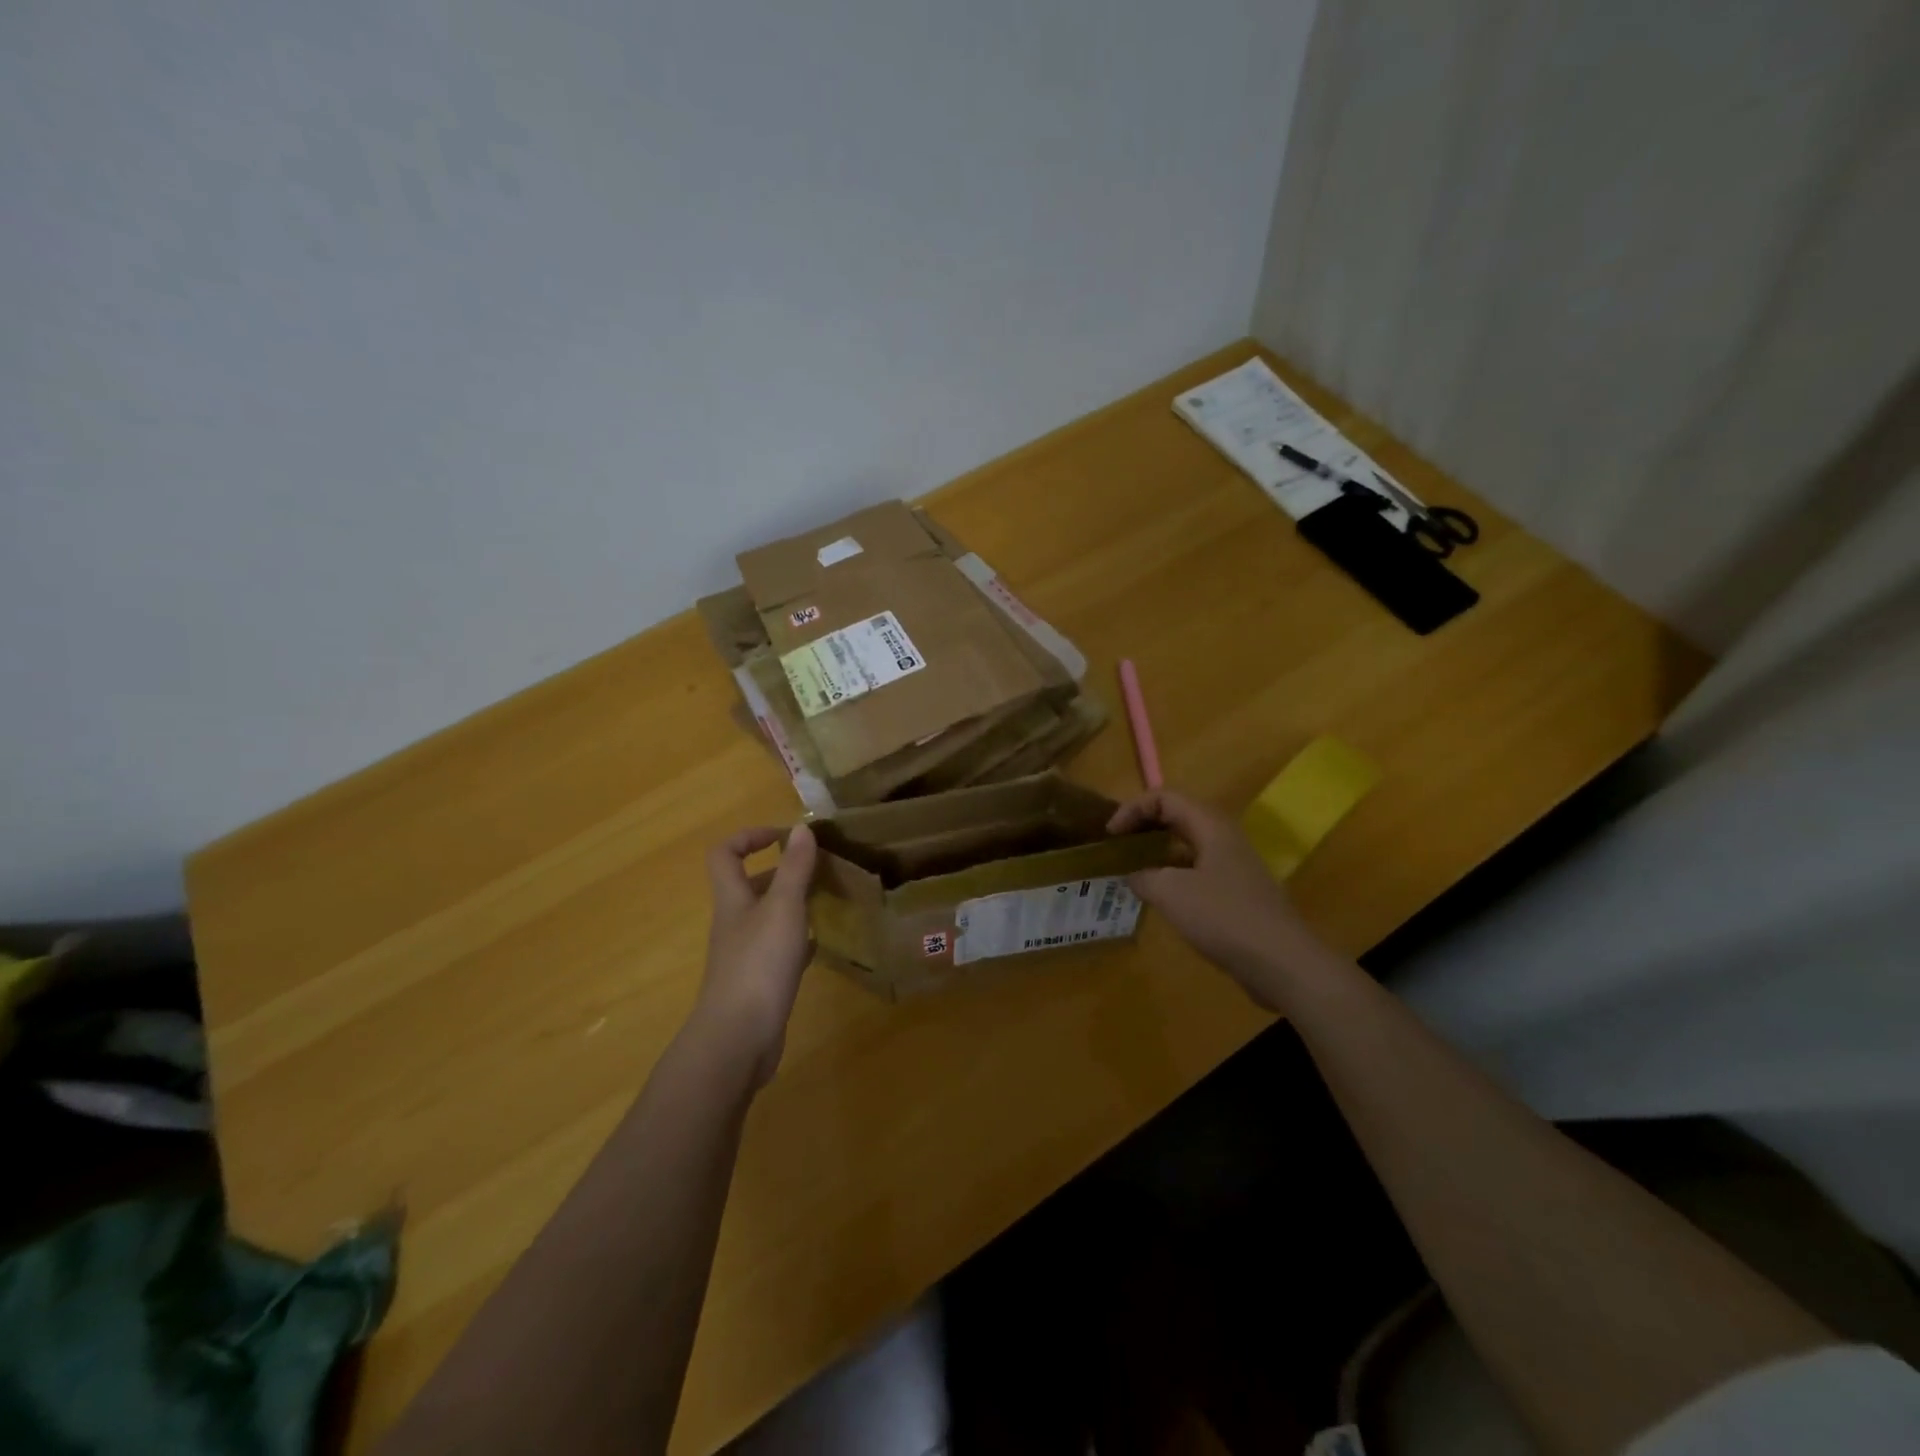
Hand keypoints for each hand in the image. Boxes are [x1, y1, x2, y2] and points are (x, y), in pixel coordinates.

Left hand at [692, 823, 817, 1087]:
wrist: (738, 1038)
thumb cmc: (759, 964)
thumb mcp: (783, 908)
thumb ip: (794, 868)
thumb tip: (800, 827)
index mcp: (733, 899)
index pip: (725, 854)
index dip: (750, 836)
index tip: (785, 835)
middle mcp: (735, 922)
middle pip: (749, 885)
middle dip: (782, 871)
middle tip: (820, 868)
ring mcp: (745, 954)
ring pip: (768, 916)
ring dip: (794, 904)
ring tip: (828, 899)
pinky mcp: (759, 981)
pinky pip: (779, 949)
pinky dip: (799, 939)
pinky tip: (823, 942)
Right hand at [1107, 790, 1325, 1010]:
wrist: (1282, 962)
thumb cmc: (1224, 917)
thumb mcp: (1171, 893)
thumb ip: (1144, 877)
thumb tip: (1134, 876)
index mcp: (1210, 826)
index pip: (1164, 797)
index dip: (1132, 809)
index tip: (1110, 835)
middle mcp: (1223, 838)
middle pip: (1177, 816)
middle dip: (1143, 827)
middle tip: (1117, 847)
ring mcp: (1233, 866)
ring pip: (1187, 845)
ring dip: (1156, 852)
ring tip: (1130, 871)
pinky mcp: (1236, 893)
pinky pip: (1196, 871)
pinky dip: (1172, 876)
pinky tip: (1158, 899)